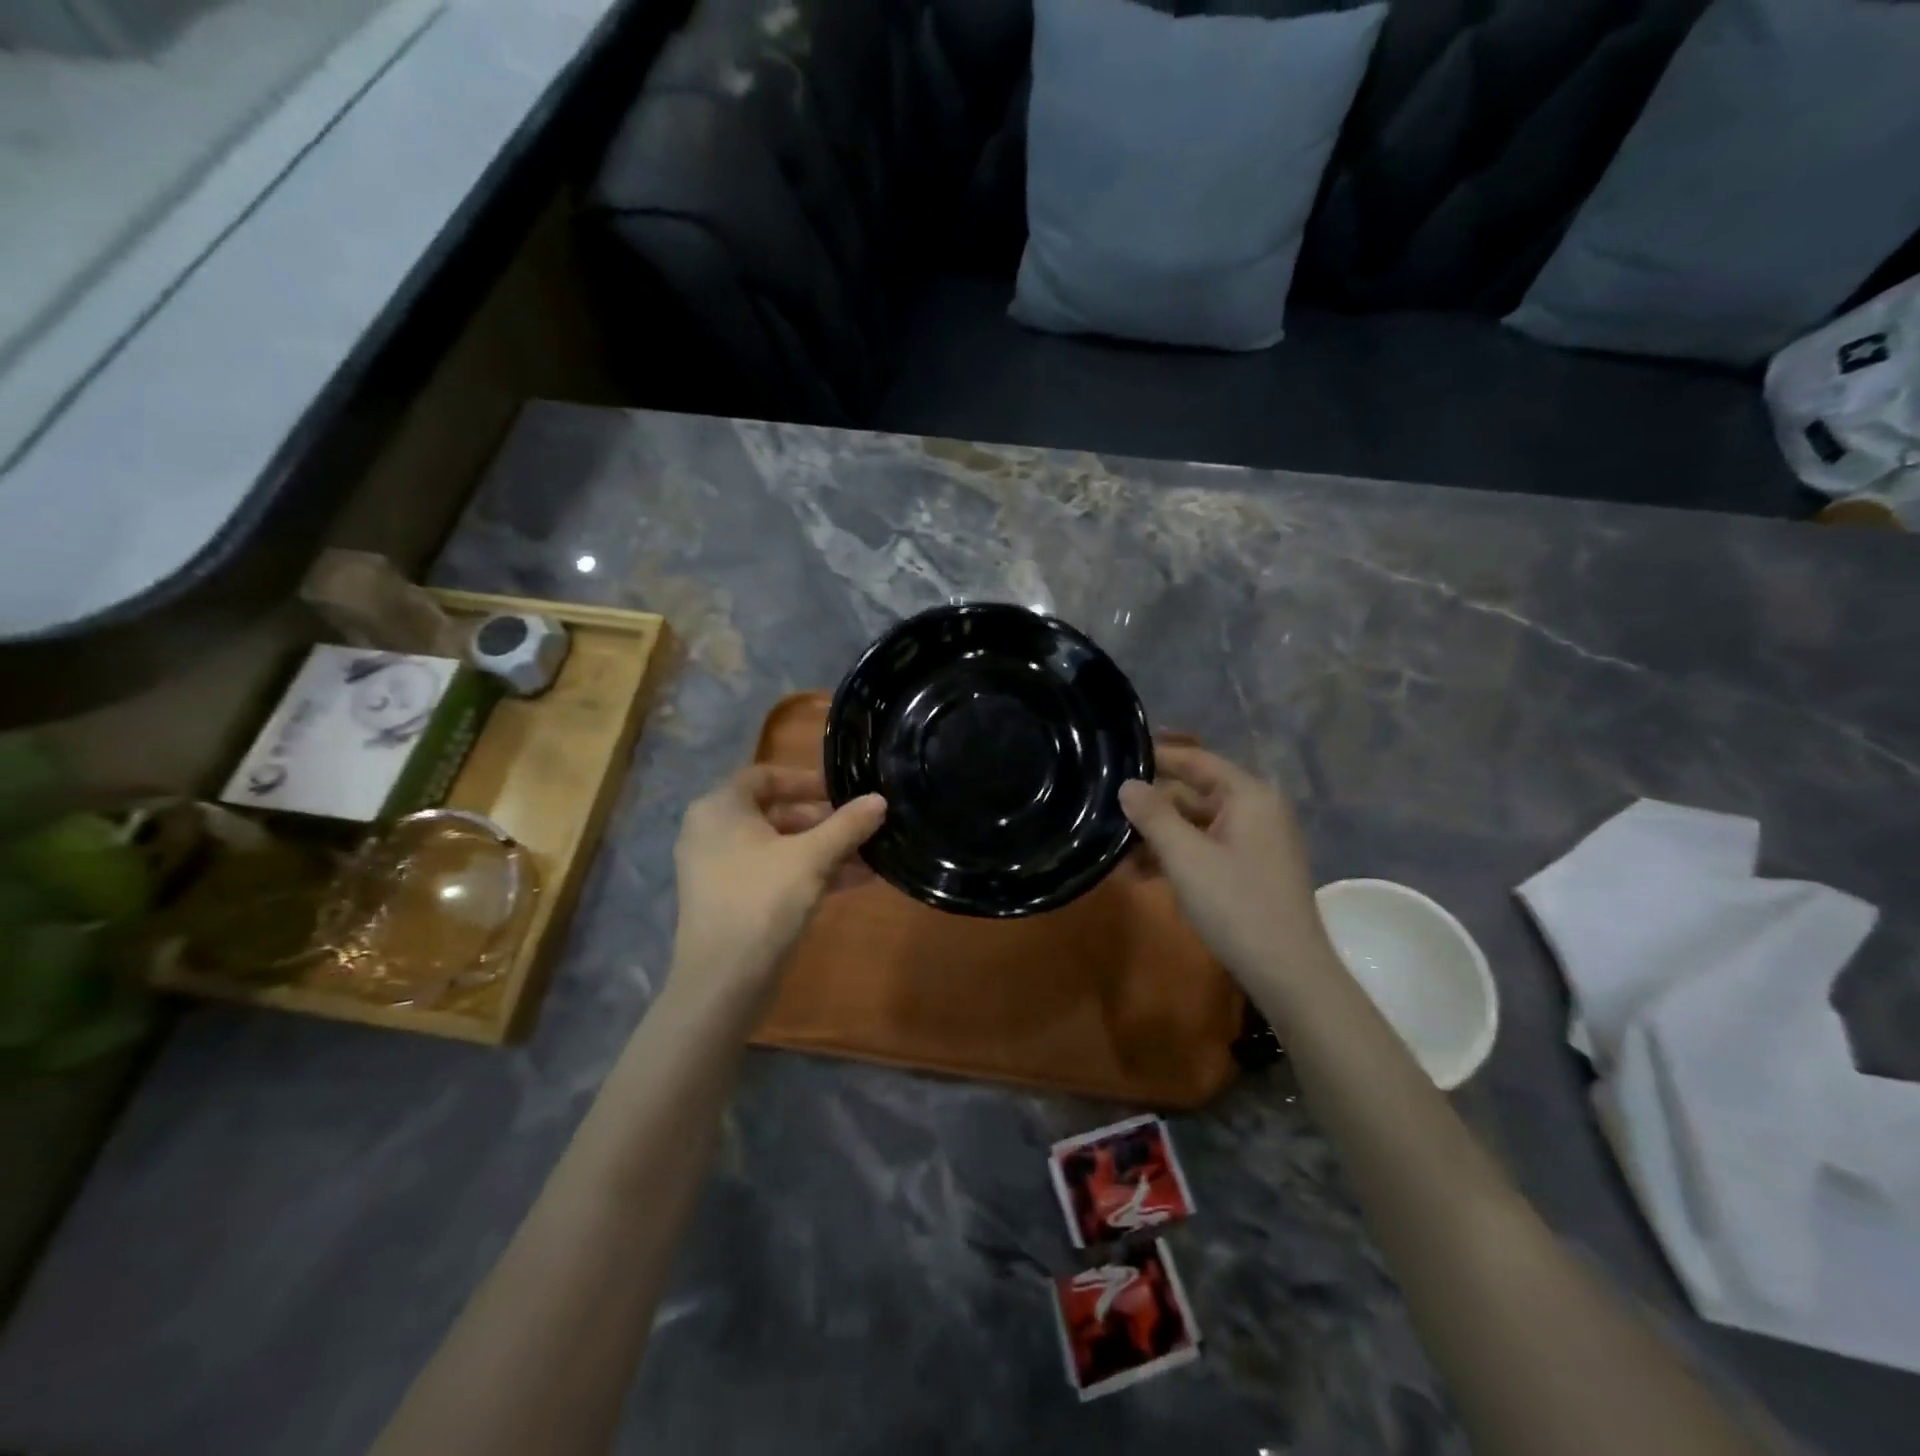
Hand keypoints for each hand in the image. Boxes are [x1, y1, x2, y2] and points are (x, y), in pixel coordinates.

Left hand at [668, 766, 885, 1012]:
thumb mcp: (812, 858)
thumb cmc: (762, 901)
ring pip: (780, 847)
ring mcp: (720, 869)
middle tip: (862, 825)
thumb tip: (879, 800)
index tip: (843, 791)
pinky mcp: (732, 900)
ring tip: (871, 856)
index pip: (765, 776)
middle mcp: (713, 832)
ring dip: (824, 849)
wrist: (723, 982)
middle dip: (824, 820)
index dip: (806, 780)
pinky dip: (809, 873)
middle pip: (775, 812)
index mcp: (719, 809)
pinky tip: (855, 881)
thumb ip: (847, 825)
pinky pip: (774, 873)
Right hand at [1119, 746, 1333, 991]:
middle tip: (1104, 813)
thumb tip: (1127, 784)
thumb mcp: (1185, 857)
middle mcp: (1255, 810)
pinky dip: (1175, 857)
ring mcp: (1254, 842)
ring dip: (1157, 837)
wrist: (1288, 973)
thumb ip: (1153, 815)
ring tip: (1114, 853)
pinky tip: (1139, 874)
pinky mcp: (1249, 870)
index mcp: (1248, 795)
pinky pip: (1205, 849)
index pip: (1195, 760)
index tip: (1116, 758)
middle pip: (1192, 793)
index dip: (1156, 757)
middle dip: (1150, 807)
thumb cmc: (1235, 905)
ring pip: (1194, 825)